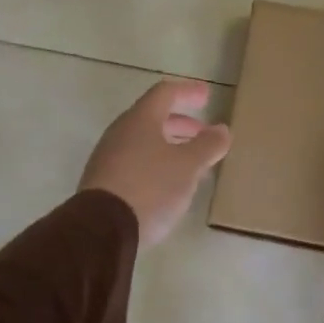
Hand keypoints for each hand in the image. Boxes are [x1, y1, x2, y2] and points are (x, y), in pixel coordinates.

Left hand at [79, 78, 231, 248]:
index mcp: (140, 119)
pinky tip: (169, 184)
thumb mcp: (188, 166)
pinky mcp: (102, 183)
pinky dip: (156, 164)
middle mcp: (120, 132)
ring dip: (170, 146)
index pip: (165, 93)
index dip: (188, 92)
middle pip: (153, 118)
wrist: (101, 231)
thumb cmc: (150, 187)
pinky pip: (134, 163)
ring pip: (144, 142)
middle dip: (182, 123)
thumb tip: (222, 129)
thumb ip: (208, 145)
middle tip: (203, 133)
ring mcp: (108, 158)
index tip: (207, 96)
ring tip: (192, 163)